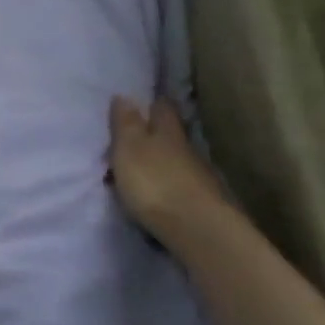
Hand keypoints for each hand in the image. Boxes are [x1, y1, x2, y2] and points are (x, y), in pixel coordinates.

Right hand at [109, 96, 229, 238]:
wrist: (196, 228)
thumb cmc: (154, 182)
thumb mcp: (129, 148)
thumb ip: (126, 123)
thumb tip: (125, 95)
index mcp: (167, 132)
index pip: (162, 109)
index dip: (154, 103)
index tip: (147, 99)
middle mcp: (186, 149)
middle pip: (172, 133)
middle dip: (158, 130)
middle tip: (140, 129)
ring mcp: (197, 176)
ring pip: (176, 159)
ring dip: (162, 159)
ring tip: (143, 163)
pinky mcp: (200, 201)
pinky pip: (180, 183)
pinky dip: (168, 181)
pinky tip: (158, 188)